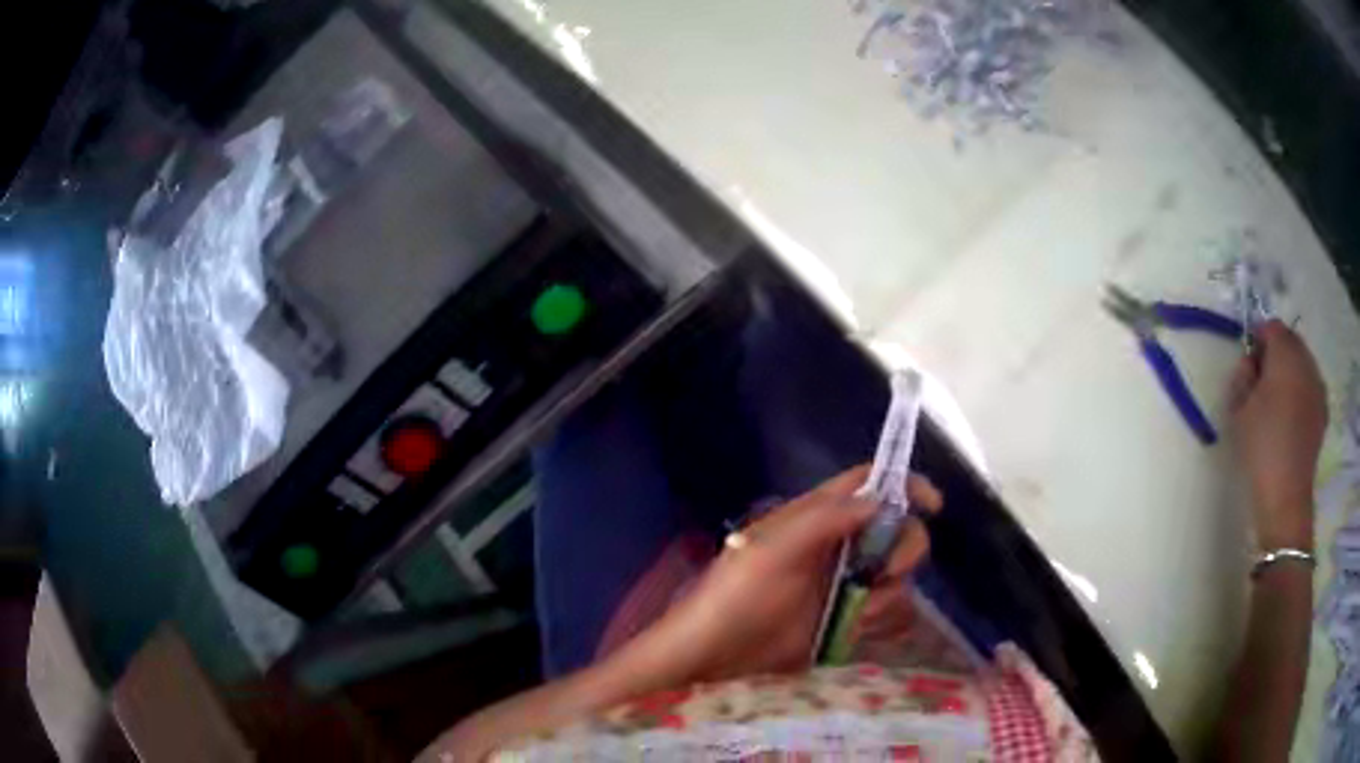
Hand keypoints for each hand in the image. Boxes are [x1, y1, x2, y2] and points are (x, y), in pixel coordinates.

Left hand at [630, 464, 942, 683]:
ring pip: (897, 576)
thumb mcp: (773, 549)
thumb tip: (879, 499)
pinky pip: (889, 613)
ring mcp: (844, 586)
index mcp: (817, 518)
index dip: (904, 485)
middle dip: (904, 549)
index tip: (933, 505)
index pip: (869, 484)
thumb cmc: (737, 596)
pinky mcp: (846, 621)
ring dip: (890, 594)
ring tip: (856, 615)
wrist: (715, 656)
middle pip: (897, 530)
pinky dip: (885, 620)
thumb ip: (825, 519)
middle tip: (885, 572)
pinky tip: (856, 631)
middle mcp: (838, 547)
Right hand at [1229, 321, 1326, 550]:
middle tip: (1261, 383)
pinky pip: (1310, 386)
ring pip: (1302, 363)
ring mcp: (1318, 386)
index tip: (1248, 364)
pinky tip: (1291, 418)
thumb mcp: (1238, 410)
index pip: (1271, 327)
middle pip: (1290, 341)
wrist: (1285, 496)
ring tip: (1276, 403)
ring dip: (1290, 372)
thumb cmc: (1260, 449)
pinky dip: (1301, 391)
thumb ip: (1242, 375)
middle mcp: (1306, 361)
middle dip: (1276, 353)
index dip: (1257, 339)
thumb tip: (1249, 362)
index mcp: (1284, 354)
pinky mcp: (1322, 410)